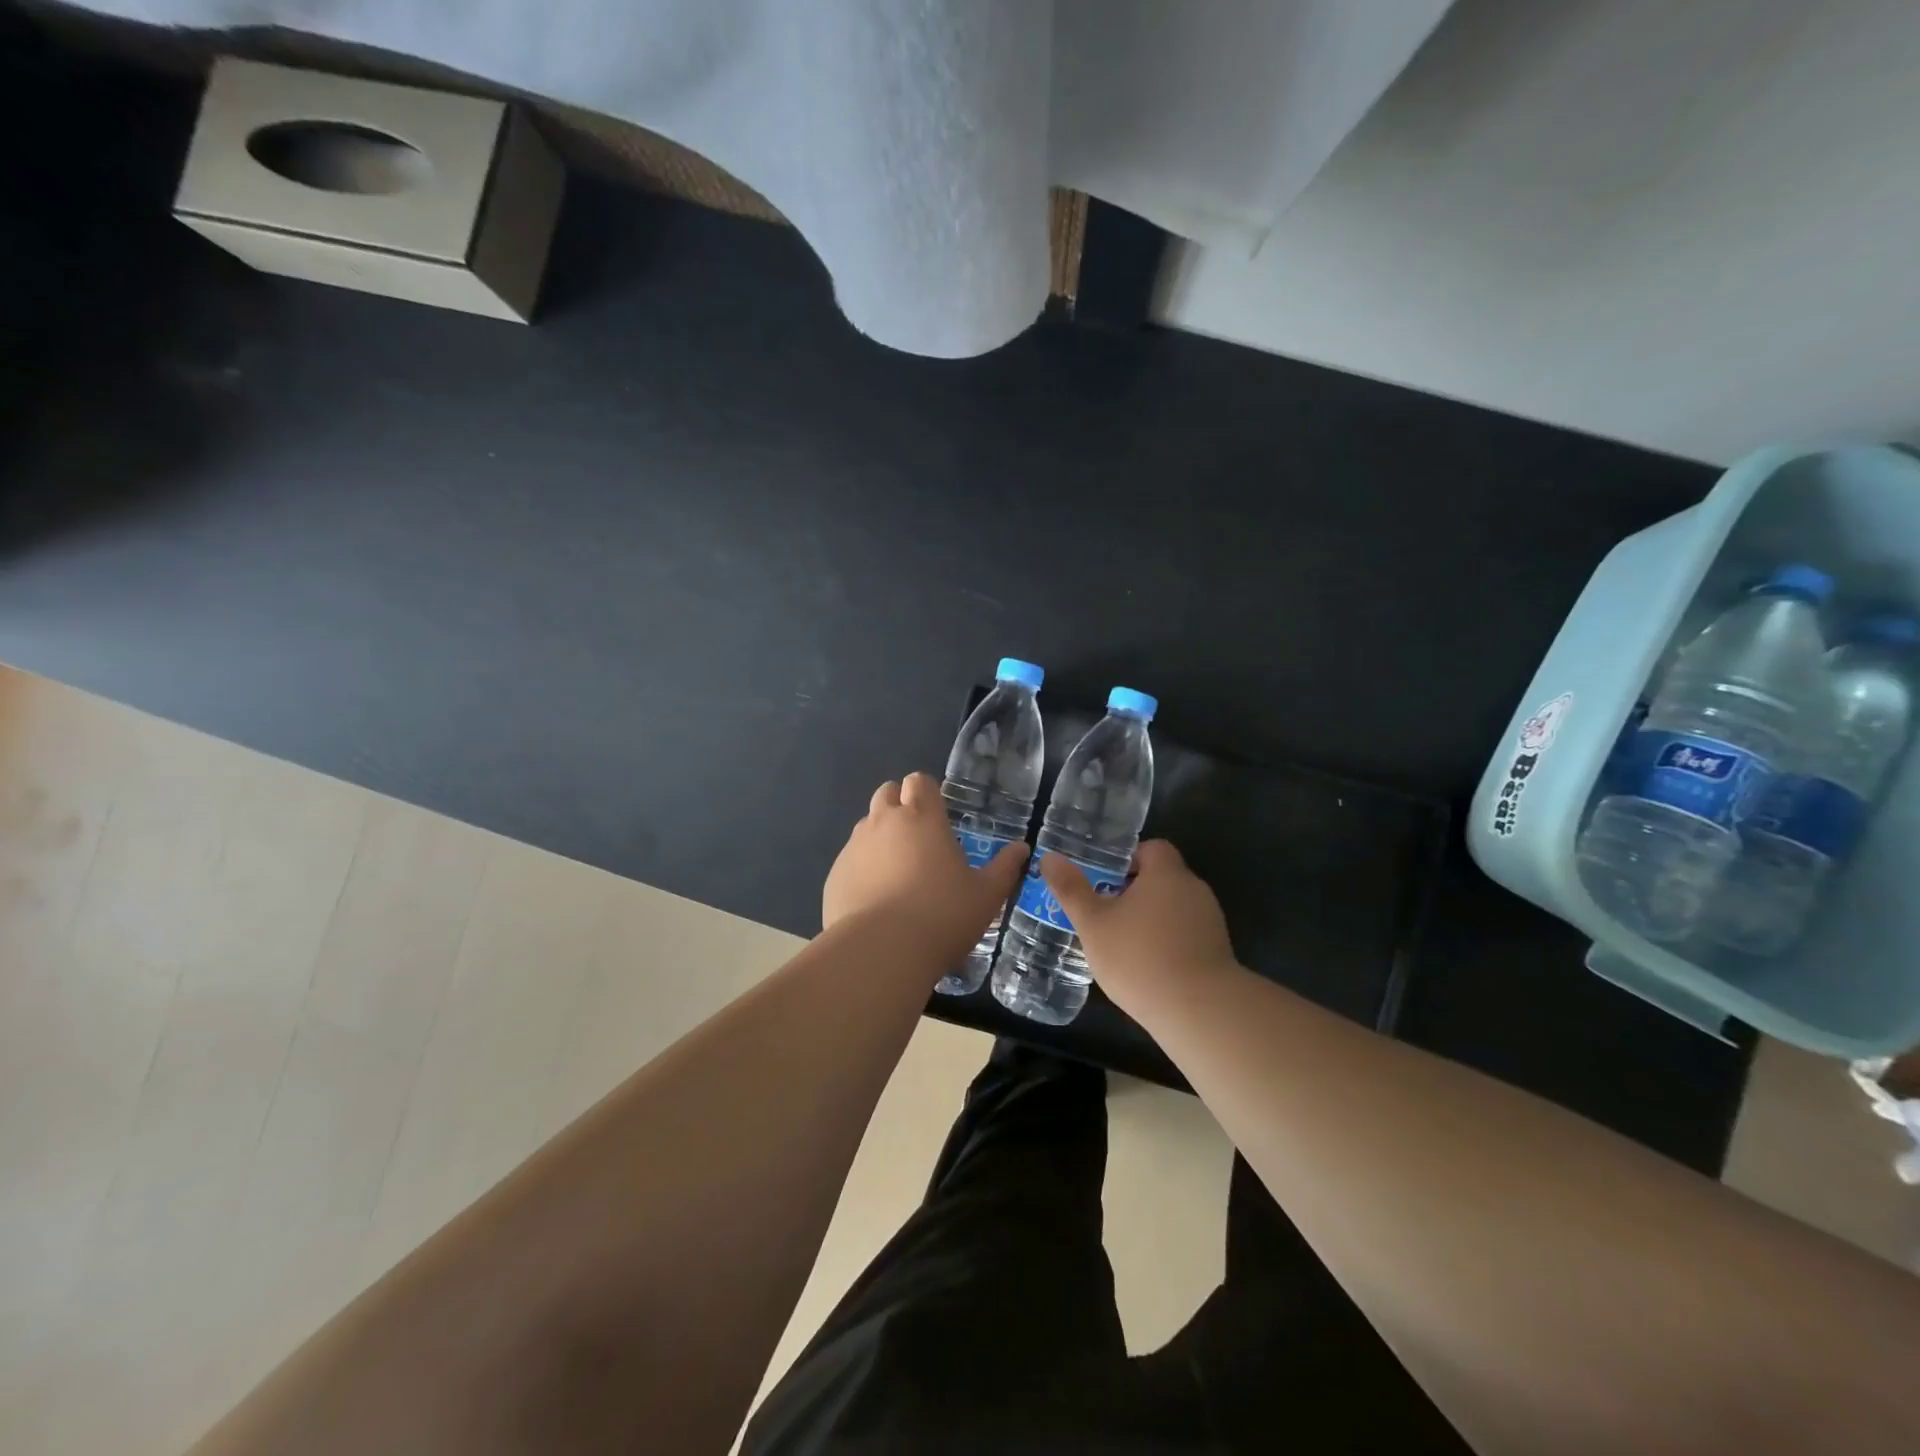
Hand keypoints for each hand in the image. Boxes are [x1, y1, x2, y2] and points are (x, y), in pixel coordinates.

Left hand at [824, 772, 1028, 965]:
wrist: (880, 952)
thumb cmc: (942, 916)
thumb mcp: (986, 896)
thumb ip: (1005, 868)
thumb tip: (1022, 849)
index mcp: (922, 817)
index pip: (919, 781)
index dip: (928, 793)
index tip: (939, 817)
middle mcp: (884, 822)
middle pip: (887, 793)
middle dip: (900, 806)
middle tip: (918, 840)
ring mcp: (854, 847)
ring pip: (866, 826)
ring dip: (880, 837)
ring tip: (897, 873)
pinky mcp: (835, 874)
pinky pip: (850, 860)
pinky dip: (862, 869)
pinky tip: (875, 900)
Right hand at [1041, 840, 1235, 1007]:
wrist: (1198, 1010)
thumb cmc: (1139, 957)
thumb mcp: (1093, 923)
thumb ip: (1071, 889)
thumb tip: (1049, 858)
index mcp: (1166, 874)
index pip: (1152, 848)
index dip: (1128, 860)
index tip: (1105, 881)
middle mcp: (1194, 890)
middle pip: (1162, 879)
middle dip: (1135, 892)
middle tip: (1105, 914)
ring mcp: (1210, 921)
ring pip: (1174, 908)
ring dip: (1151, 919)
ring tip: (1123, 944)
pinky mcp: (1218, 951)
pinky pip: (1187, 935)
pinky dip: (1168, 942)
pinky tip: (1149, 968)